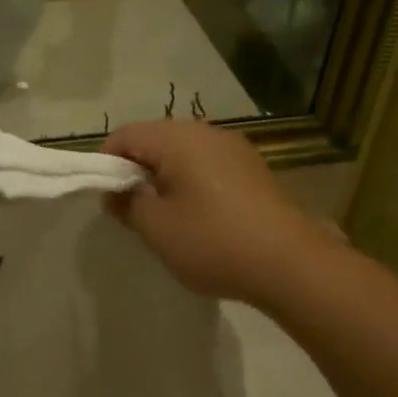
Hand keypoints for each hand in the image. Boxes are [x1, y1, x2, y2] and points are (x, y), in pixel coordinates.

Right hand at [102, 121, 328, 304]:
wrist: (291, 264)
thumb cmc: (214, 242)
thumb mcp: (157, 228)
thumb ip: (127, 204)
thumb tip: (115, 192)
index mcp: (178, 138)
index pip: (125, 135)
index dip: (106, 163)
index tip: (107, 199)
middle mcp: (206, 132)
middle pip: (155, 140)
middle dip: (137, 171)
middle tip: (134, 211)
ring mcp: (235, 148)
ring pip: (183, 153)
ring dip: (166, 179)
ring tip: (167, 218)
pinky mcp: (253, 169)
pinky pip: (208, 166)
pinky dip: (193, 184)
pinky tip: (201, 218)